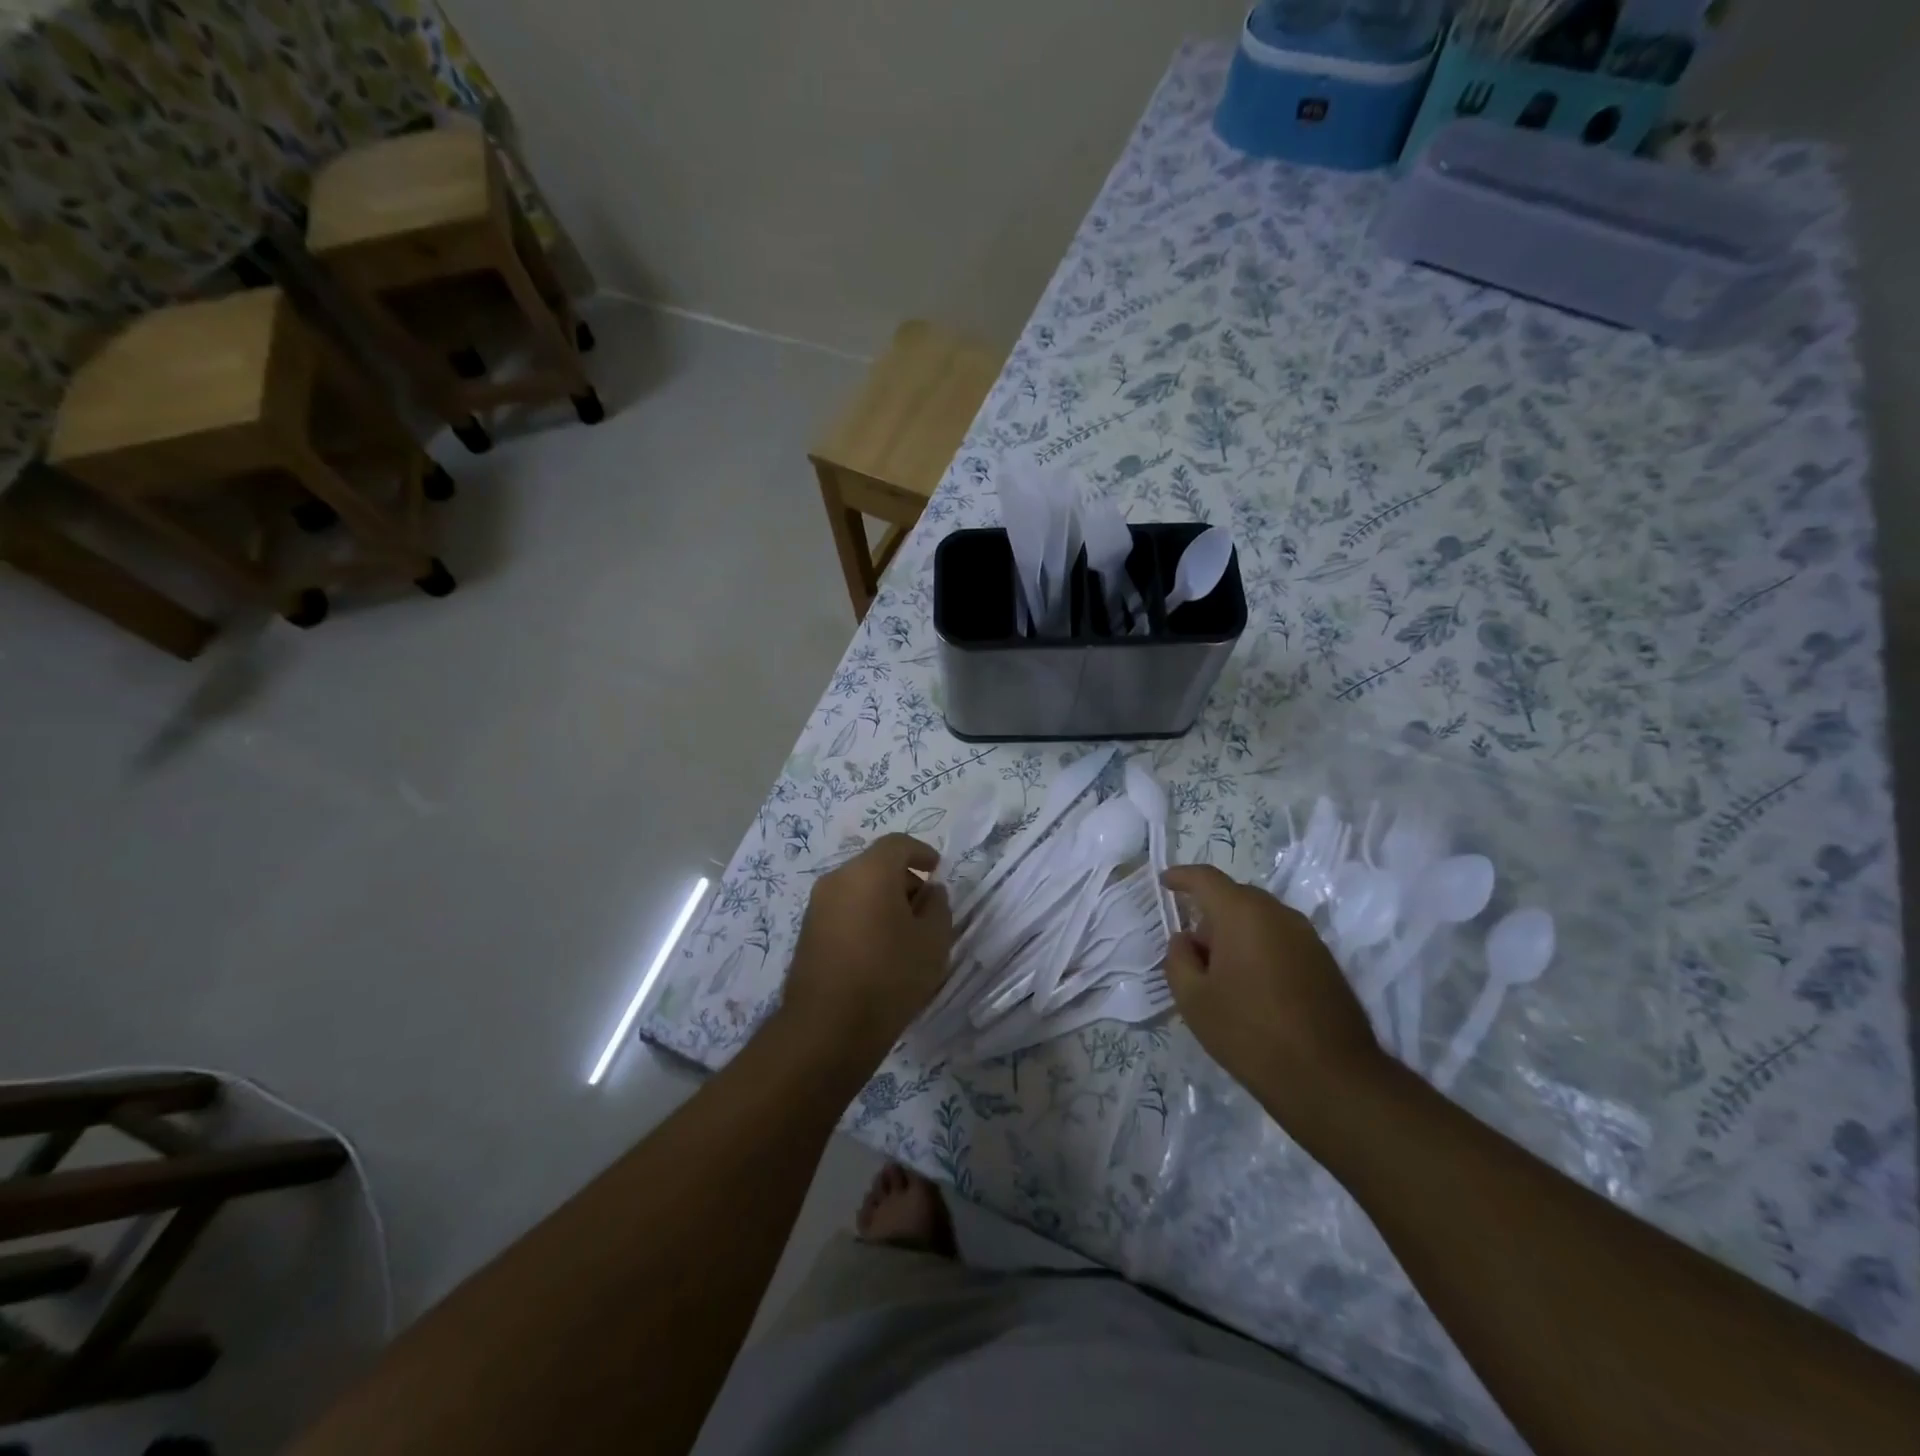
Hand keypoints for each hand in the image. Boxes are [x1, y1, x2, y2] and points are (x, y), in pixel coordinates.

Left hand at [781, 835, 953, 1066]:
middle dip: (903, 880)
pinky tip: (878, 950)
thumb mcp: (933, 941)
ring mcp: (817, 906)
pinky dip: (863, 916)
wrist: (828, 1028)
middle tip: (925, 910)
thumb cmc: (890, 976)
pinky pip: (843, 910)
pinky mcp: (807, 932)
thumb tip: (930, 892)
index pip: (898, 844)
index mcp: (870, 871)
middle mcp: (838, 879)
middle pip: (876, 865)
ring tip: (904, 935)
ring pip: (858, 888)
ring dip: (882, 900)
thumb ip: (938, 906)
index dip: (921, 852)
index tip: (937, 870)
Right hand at [1162, 865, 1385, 1131]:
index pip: (1206, 878)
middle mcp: (1278, 914)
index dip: (1181, 876)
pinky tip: (1253, 987)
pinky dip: (1260, 948)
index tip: (1165, 882)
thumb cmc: (1250, 1033)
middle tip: (1191, 949)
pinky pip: (1281, 939)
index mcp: (1242, 914)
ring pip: (1260, 919)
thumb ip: (1179, 959)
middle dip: (1209, 913)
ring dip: (1237, 933)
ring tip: (1222, 973)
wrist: (1331, 1079)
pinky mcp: (1325, 961)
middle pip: (1235, 897)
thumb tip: (1186, 940)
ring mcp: (1307, 937)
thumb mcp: (1194, 999)